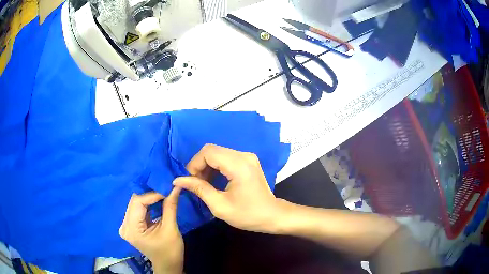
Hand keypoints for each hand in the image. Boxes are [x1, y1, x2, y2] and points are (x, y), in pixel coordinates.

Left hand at [119, 188, 183, 273]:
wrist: (168, 265)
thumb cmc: (170, 251)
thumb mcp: (171, 229)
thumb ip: (170, 206)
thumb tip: (175, 186)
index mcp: (132, 229)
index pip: (138, 202)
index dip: (152, 193)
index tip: (167, 188)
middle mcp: (124, 225)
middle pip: (135, 201)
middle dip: (151, 194)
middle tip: (166, 188)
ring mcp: (126, 225)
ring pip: (136, 203)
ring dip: (149, 197)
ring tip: (163, 191)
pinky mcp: (131, 225)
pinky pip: (138, 209)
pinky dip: (148, 204)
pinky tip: (158, 200)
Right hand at [173, 144, 285, 232]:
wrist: (272, 215)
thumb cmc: (247, 215)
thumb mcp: (220, 206)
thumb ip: (199, 189)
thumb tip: (178, 180)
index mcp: (239, 165)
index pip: (208, 152)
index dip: (194, 164)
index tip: (190, 181)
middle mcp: (244, 156)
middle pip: (212, 150)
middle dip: (199, 165)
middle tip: (195, 183)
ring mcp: (247, 157)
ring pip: (218, 153)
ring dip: (206, 166)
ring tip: (203, 184)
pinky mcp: (248, 161)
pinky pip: (225, 157)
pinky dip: (215, 167)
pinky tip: (213, 180)